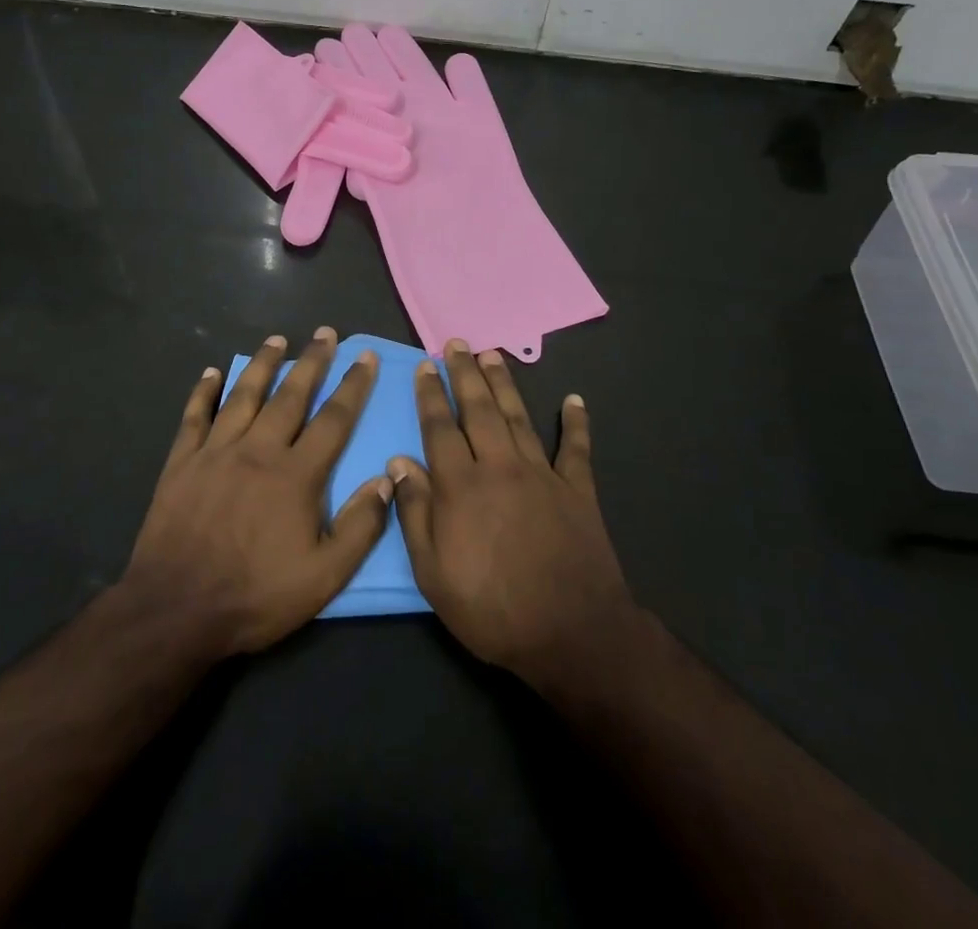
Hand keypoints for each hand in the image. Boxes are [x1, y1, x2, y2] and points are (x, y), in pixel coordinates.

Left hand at [123, 328, 392, 657]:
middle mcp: (258, 450)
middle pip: (290, 395)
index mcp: (296, 475)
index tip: (366, 356)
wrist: (176, 610)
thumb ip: (360, 527)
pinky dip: (203, 392)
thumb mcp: (323, 577)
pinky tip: (210, 372)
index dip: (353, 386)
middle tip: (325, 332)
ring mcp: (216, 452)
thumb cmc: (255, 595)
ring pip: (244, 395)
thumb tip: (387, 479)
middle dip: (312, 361)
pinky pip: (195, 417)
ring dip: (263, 364)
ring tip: (277, 339)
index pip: (333, 419)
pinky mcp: (182, 463)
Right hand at [388, 341, 637, 690]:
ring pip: (518, 417)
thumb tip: (399, 462)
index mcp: (461, 485)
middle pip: (478, 409)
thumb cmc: (492, 608)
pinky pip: (575, 448)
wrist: (570, 633)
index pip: (440, 428)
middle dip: (465, 374)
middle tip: (457, 343)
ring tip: (493, 354)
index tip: (425, 366)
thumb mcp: (433, 573)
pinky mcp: (577, 490)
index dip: (431, 395)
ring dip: (504, 384)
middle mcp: (500, 466)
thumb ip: (415, 513)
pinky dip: (575, 422)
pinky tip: (574, 399)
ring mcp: (542, 474)